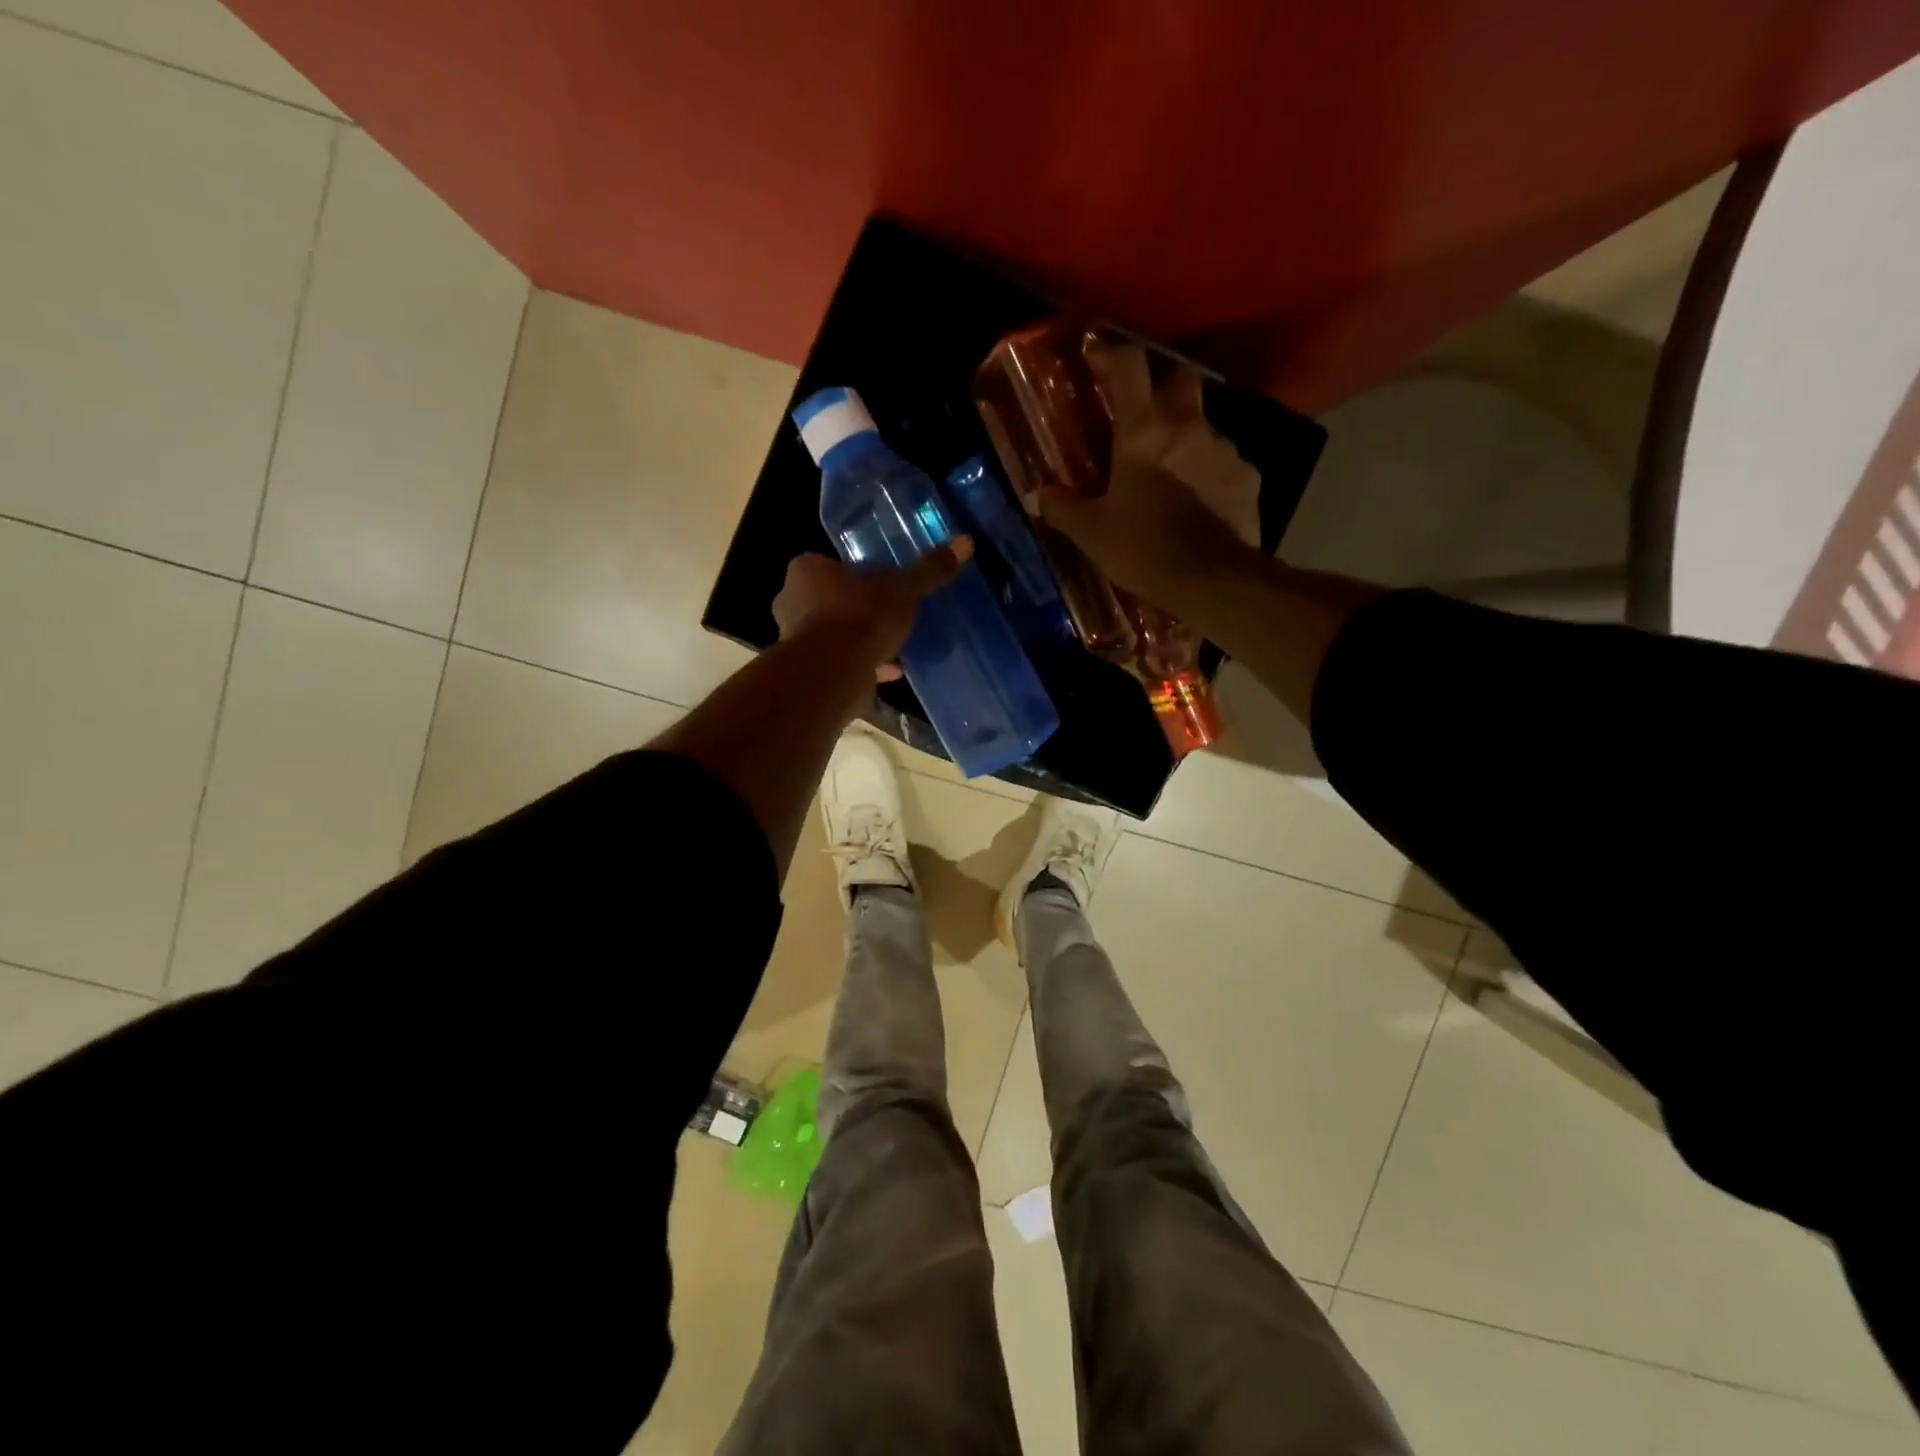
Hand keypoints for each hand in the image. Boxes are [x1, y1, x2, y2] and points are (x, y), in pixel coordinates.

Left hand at [772, 539, 972, 679]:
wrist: (834, 672)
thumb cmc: (862, 616)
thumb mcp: (903, 590)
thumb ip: (929, 570)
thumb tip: (965, 542)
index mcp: (807, 570)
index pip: (832, 566)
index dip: (858, 576)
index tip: (882, 587)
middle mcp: (791, 600)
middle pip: (830, 600)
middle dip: (857, 610)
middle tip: (888, 616)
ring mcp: (794, 639)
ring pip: (833, 635)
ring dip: (859, 641)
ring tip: (893, 646)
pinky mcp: (806, 671)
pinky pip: (838, 663)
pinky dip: (861, 666)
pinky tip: (889, 671)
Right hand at [1034, 338, 1261, 611]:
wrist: (1210, 582)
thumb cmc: (1142, 549)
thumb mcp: (1090, 533)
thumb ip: (1062, 507)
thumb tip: (1040, 494)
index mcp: (1144, 430)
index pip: (1129, 366)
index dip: (1112, 354)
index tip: (1098, 358)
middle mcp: (1189, 426)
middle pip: (1181, 379)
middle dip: (1163, 388)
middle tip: (1145, 418)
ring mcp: (1224, 450)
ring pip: (1205, 426)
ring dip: (1187, 440)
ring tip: (1172, 475)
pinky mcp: (1248, 479)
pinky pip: (1226, 464)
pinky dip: (1210, 474)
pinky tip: (1200, 503)